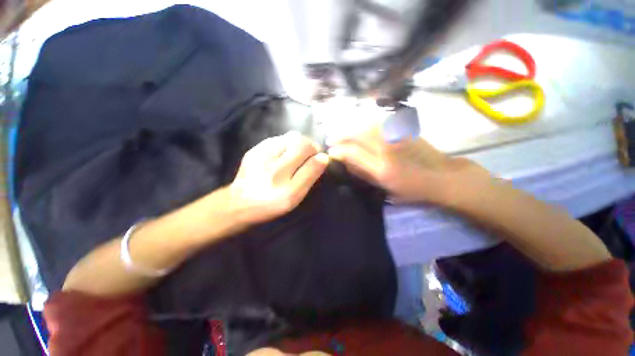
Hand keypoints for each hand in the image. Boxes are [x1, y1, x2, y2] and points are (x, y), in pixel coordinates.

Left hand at [229, 131, 328, 224]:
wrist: (240, 202)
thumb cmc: (272, 203)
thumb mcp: (295, 197)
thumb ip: (309, 176)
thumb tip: (323, 157)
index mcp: (286, 185)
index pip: (312, 161)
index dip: (320, 157)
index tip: (320, 160)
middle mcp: (274, 168)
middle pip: (302, 143)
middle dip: (311, 147)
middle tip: (310, 155)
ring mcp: (262, 155)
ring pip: (291, 137)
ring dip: (300, 143)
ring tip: (298, 154)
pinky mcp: (254, 149)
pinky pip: (278, 138)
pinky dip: (287, 143)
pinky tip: (285, 153)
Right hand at [328, 127, 489, 204]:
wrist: (442, 176)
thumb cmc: (412, 189)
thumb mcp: (385, 188)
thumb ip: (364, 173)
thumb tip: (346, 161)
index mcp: (382, 169)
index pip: (353, 153)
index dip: (339, 150)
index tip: (331, 151)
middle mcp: (387, 150)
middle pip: (358, 135)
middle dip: (341, 136)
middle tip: (332, 139)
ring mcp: (396, 137)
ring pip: (367, 126)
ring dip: (352, 128)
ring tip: (343, 133)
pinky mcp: (403, 130)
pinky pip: (378, 123)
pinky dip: (365, 124)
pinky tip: (360, 128)